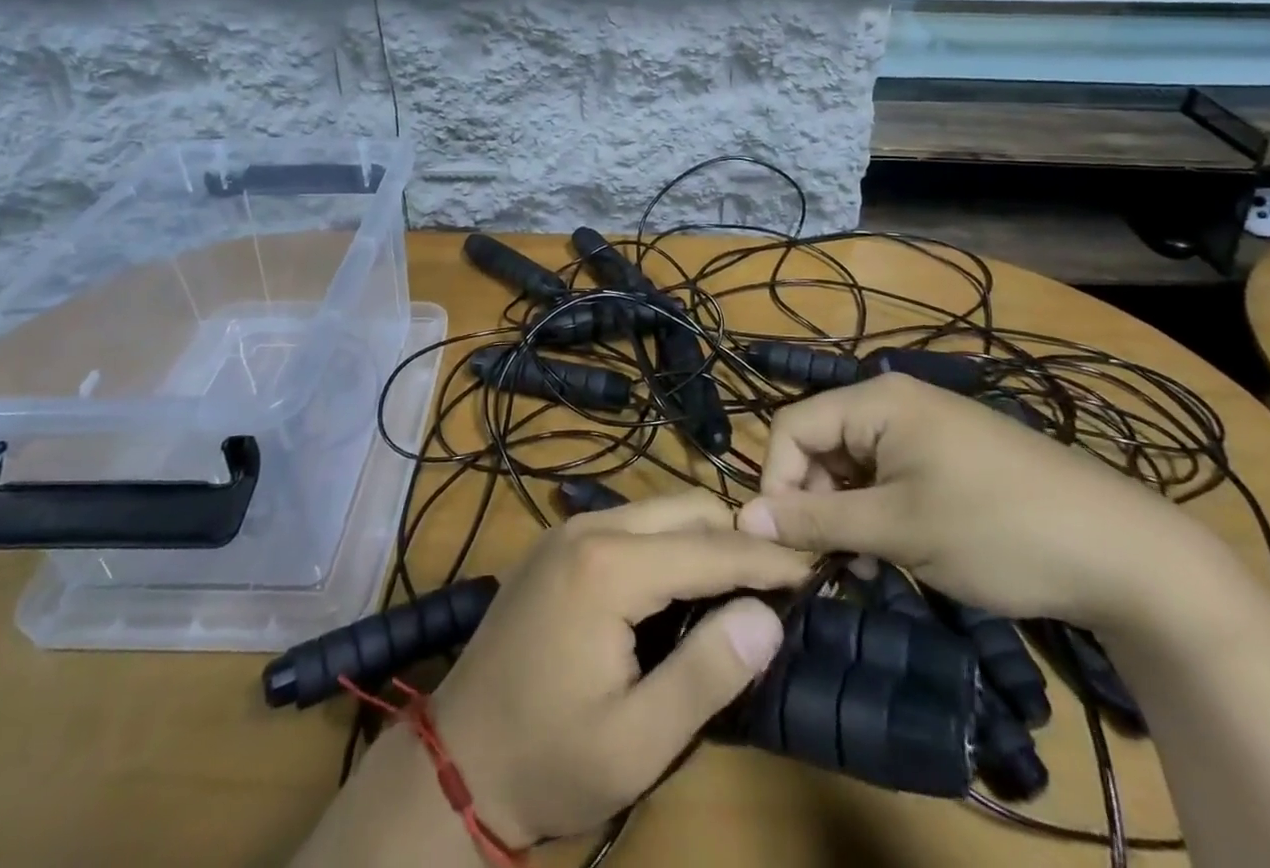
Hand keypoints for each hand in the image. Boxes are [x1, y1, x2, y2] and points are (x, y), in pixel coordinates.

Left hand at [430, 491, 810, 846]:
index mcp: (609, 567)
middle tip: (778, 582)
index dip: (766, 559)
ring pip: (658, 510)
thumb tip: (767, 616)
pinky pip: (630, 524)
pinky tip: (680, 587)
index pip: (709, 548)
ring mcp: (567, 531)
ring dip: (702, 539)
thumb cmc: (549, 759)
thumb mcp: (637, 741)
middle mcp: (589, 528)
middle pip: (685, 509)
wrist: (455, 761)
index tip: (814, 567)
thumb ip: (707, 673)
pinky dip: (668, 544)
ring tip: (739, 586)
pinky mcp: (557, 544)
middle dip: (736, 538)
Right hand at [738, 374, 1226, 631]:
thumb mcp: (898, 529)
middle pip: (821, 444)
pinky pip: (889, 474)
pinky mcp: (949, 455)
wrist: (1126, 554)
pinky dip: (880, 511)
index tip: (786, 544)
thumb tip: (744, 519)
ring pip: (854, 464)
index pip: (792, 427)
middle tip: (832, 564)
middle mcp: (894, 401)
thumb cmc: (996, 530)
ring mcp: (925, 427)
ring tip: (870, 566)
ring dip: (847, 514)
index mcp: (875, 400)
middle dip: (815, 502)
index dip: (778, 483)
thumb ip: (817, 521)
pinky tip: (898, 552)